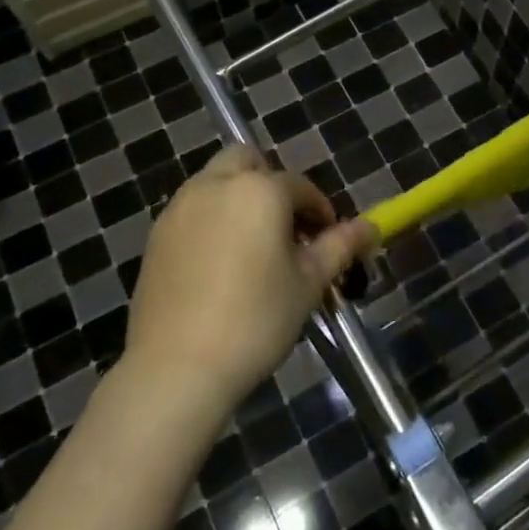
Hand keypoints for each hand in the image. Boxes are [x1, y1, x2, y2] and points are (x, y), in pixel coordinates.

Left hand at [124, 146, 377, 419]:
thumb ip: (340, 246)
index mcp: (259, 189)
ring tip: (252, 247)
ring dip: (238, 198)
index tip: (327, 240)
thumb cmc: (256, 320)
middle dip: (270, 183)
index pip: (300, 187)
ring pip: (215, 182)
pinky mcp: (157, 235)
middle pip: (248, 162)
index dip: (320, 210)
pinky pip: (192, 210)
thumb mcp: (308, 283)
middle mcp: (216, 184)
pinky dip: (211, 220)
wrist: (177, 367)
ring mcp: (180, 207)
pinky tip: (219, 265)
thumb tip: (371, 228)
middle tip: (284, 228)